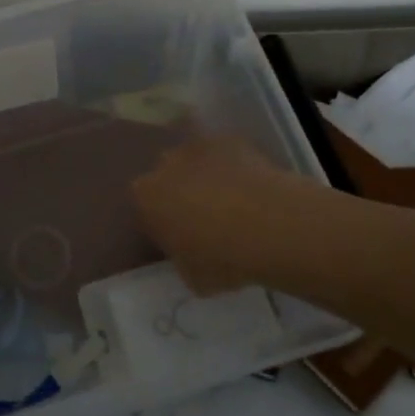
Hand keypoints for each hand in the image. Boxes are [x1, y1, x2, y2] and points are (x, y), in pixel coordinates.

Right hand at [132, 135, 298, 293]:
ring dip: (204, 174)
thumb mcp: (192, 276)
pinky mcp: (230, 139)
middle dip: (179, 191)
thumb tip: (188, 252)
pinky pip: (224, 153)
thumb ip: (181, 257)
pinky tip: (250, 186)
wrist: (270, 225)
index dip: (161, 222)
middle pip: (166, 176)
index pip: (145, 209)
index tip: (179, 238)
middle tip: (204, 217)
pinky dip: (232, 165)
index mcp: (146, 198)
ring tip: (231, 200)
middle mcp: (165, 165)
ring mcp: (198, 147)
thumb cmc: (223, 258)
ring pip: (194, 160)